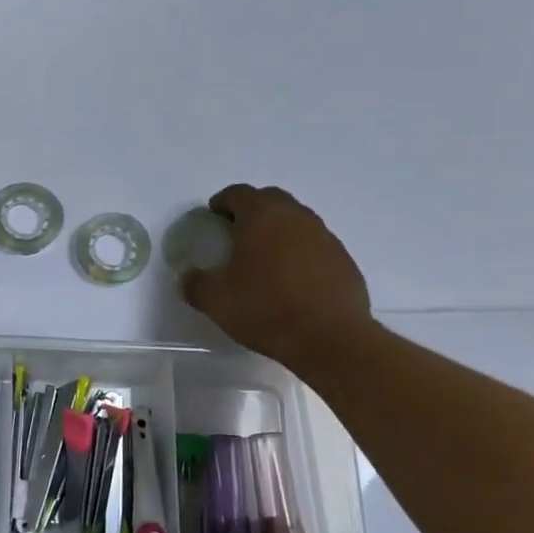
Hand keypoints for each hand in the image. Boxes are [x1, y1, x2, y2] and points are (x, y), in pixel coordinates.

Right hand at [181, 184, 375, 366]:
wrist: (331, 339)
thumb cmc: (267, 310)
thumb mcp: (216, 301)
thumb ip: (196, 284)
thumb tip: (190, 278)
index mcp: (262, 216)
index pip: (238, 193)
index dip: (221, 203)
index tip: (212, 220)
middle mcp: (295, 216)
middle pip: (270, 199)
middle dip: (251, 211)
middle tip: (237, 235)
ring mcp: (325, 236)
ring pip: (296, 221)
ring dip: (278, 231)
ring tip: (265, 260)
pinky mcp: (344, 259)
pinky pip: (315, 245)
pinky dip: (300, 253)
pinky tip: (293, 281)